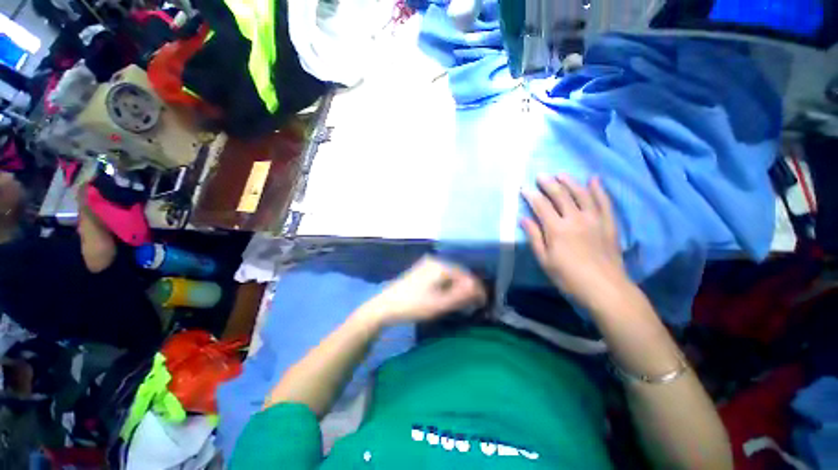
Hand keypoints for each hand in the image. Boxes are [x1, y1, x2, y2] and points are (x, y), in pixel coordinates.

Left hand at [360, 256, 486, 326]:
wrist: (385, 306)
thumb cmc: (413, 305)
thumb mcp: (440, 304)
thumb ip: (461, 295)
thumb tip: (479, 289)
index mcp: (441, 266)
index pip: (466, 276)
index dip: (477, 289)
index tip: (483, 303)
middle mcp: (435, 261)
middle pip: (459, 274)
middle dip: (467, 288)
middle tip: (473, 304)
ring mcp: (427, 264)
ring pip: (450, 275)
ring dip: (458, 287)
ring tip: (463, 302)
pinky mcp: (421, 270)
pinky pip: (441, 276)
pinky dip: (447, 285)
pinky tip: (448, 295)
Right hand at [521, 174, 628, 309]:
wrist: (604, 288)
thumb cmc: (568, 277)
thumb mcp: (545, 260)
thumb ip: (534, 237)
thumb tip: (523, 219)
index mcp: (557, 229)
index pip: (541, 206)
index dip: (531, 195)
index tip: (523, 187)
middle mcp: (575, 219)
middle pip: (561, 195)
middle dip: (549, 183)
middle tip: (541, 175)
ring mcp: (595, 219)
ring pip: (582, 194)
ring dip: (570, 182)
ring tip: (561, 174)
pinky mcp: (609, 223)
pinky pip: (604, 202)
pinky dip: (599, 189)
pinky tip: (594, 180)